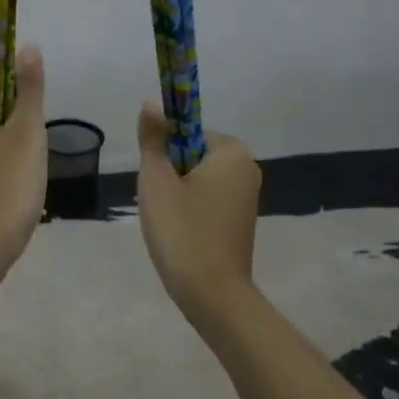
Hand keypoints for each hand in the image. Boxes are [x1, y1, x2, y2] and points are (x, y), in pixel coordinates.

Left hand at [0, 45, 47, 272]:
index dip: (16, 110)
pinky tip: (5, 196)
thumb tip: (29, 45)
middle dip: (11, 134)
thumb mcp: (26, 132)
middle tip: (24, 162)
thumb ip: (29, 88)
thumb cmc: (6, 185)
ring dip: (5, 156)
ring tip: (16, 181)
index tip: (26, 138)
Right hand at [136, 102, 260, 317]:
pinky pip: (207, 200)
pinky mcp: (240, 219)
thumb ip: (152, 140)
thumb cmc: (182, 232)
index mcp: (232, 151)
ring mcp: (247, 196)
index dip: (163, 152)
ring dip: (176, 195)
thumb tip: (151, 104)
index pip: (186, 131)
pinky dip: (189, 211)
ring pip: (197, 179)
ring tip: (169, 223)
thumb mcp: (157, 181)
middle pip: (192, 154)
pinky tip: (181, 234)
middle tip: (159, 205)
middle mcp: (247, 167)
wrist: (212, 294)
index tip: (156, 181)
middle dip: (170, 175)